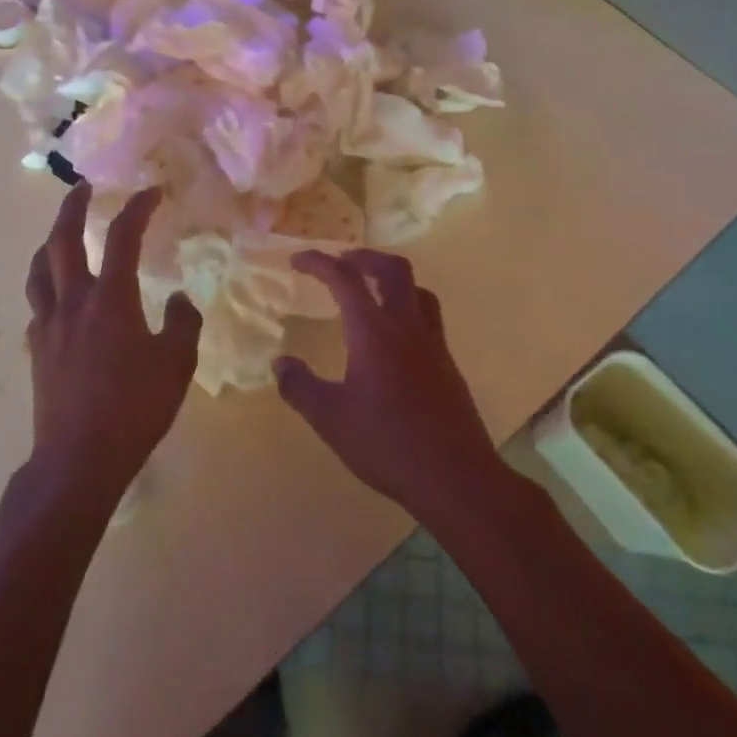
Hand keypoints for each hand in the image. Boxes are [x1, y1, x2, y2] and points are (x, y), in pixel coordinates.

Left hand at [25, 183, 201, 505]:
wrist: (79, 458)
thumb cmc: (134, 409)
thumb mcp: (176, 365)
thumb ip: (182, 324)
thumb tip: (178, 299)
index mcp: (110, 299)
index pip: (123, 236)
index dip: (137, 208)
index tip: (151, 192)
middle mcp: (73, 301)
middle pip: (63, 240)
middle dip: (72, 207)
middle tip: (82, 187)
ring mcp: (48, 325)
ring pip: (39, 269)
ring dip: (49, 242)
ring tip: (59, 234)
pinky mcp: (37, 350)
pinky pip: (37, 305)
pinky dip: (46, 287)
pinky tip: (56, 297)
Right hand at [277, 249, 501, 521]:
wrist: (456, 478)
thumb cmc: (387, 444)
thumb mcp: (330, 419)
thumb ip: (300, 387)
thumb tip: (280, 363)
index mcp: (373, 331)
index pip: (344, 278)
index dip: (318, 262)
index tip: (297, 260)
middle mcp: (406, 326)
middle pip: (392, 269)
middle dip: (363, 257)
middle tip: (341, 263)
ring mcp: (433, 344)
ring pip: (417, 290)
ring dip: (391, 279)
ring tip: (370, 291)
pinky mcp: (447, 364)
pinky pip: (428, 317)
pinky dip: (406, 308)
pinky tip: (393, 338)